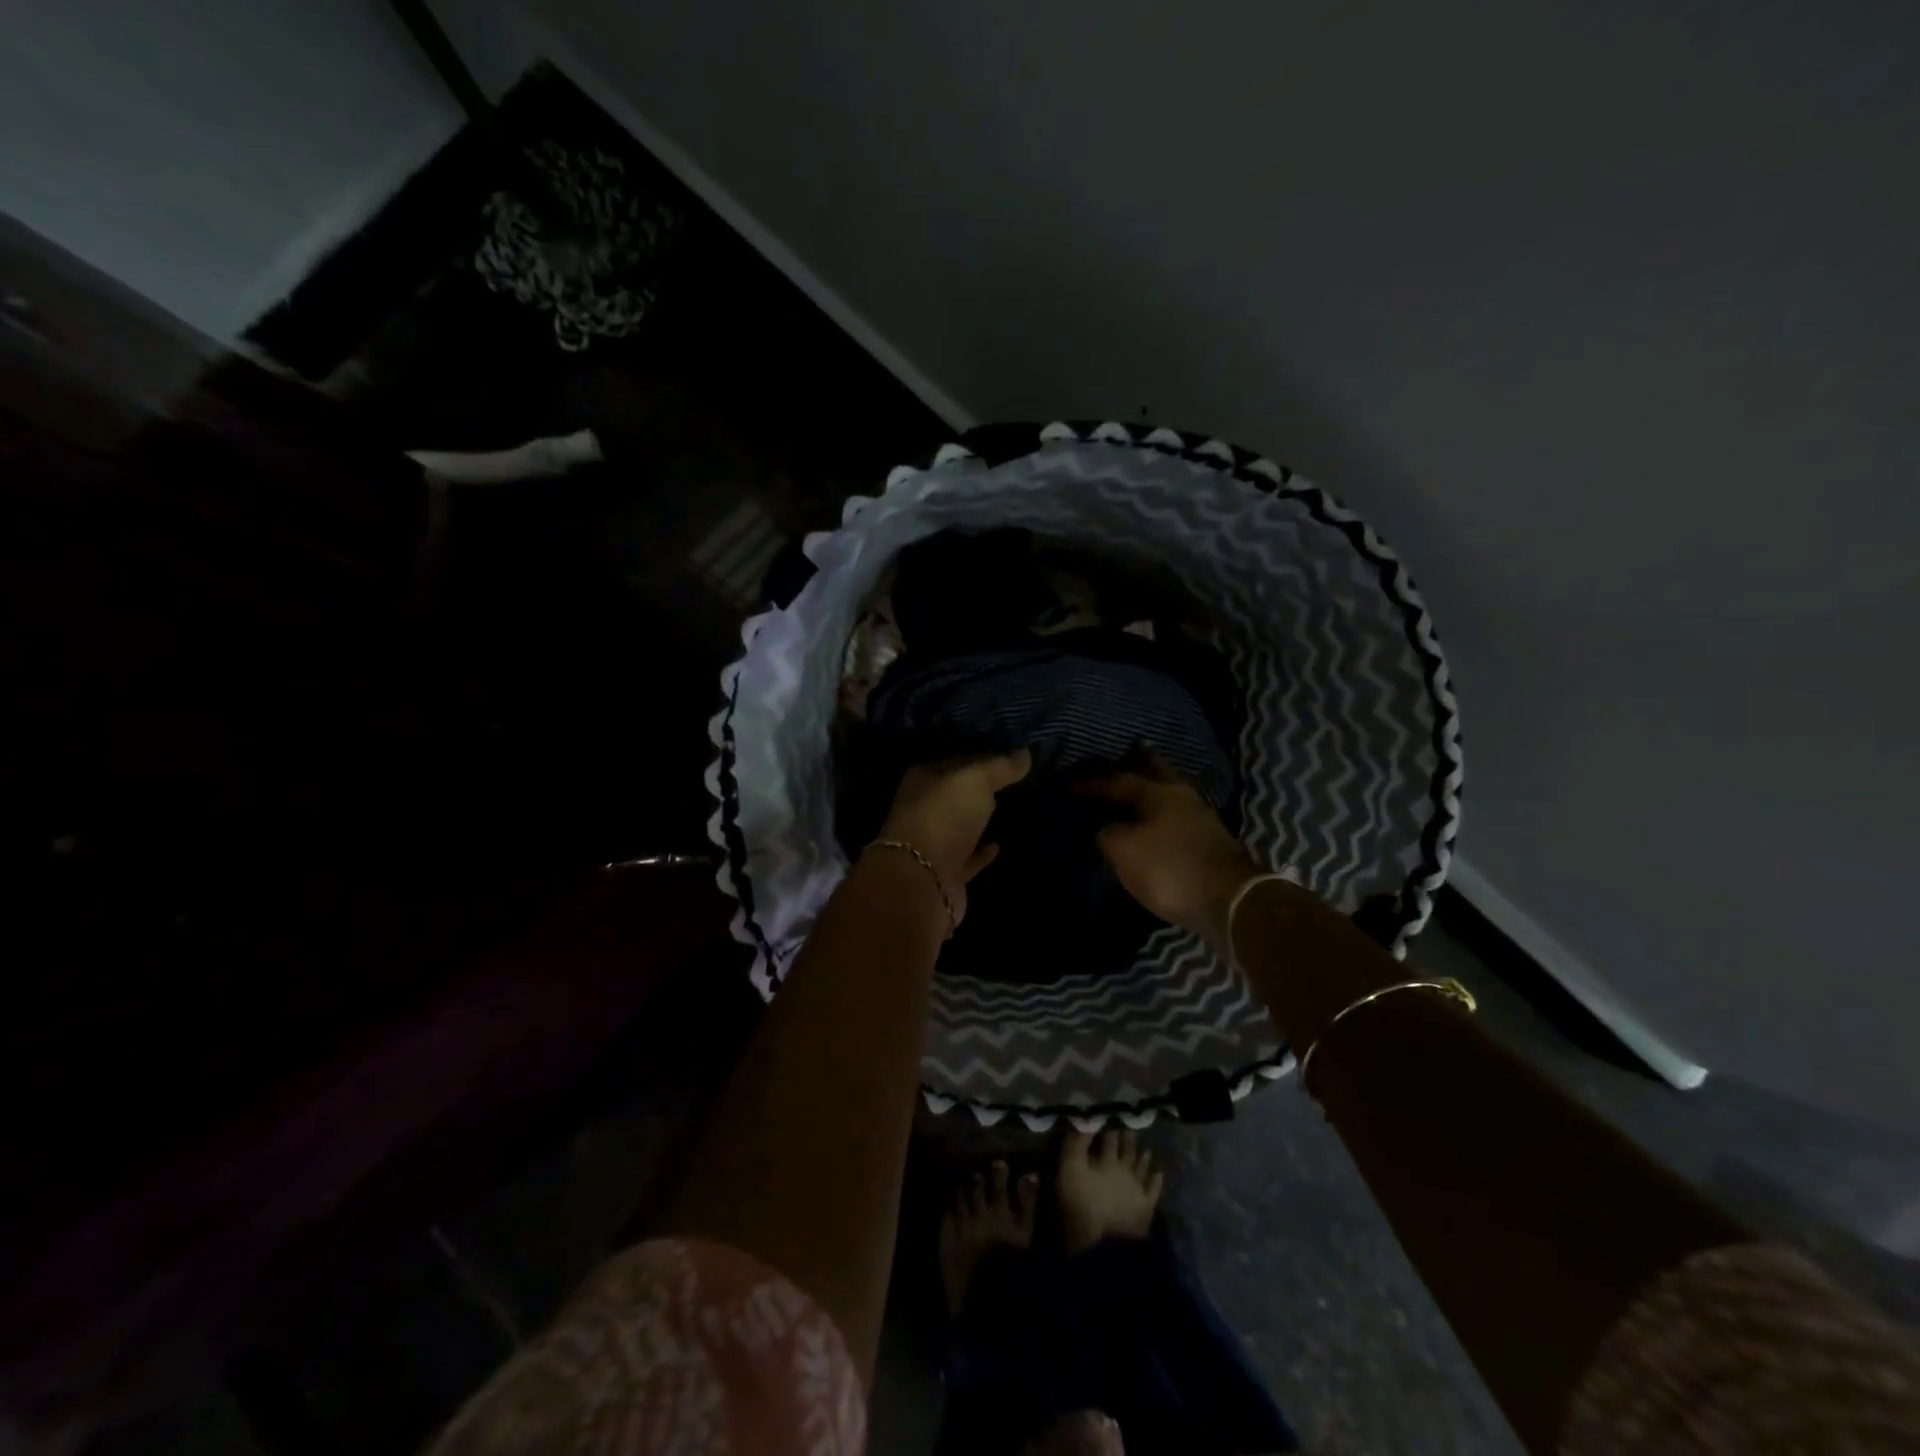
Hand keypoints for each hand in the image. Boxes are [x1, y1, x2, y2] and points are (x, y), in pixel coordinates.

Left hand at [871, 748, 1031, 925]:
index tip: (1011, 755)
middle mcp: (923, 808)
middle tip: (1014, 780)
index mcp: (923, 779)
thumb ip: (1001, 767)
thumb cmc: (943, 816)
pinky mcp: (945, 873)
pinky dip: (981, 852)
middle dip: (980, 789)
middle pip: (957, 794)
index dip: (982, 756)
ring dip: (979, 819)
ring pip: (960, 825)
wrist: (922, 880)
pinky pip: (967, 857)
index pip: (957, 761)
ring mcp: (932, 842)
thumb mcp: (976, 780)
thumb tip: (1026, 753)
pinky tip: (999, 845)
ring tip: (1010, 808)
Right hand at [1075, 764, 1258, 943]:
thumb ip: (1108, 834)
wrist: (1230, 902)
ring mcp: (1201, 819)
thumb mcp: (1124, 851)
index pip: (1118, 780)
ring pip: (1170, 795)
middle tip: (1130, 750)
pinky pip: (1177, 818)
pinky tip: (1156, 822)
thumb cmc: (1170, 868)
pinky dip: (1162, 815)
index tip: (1067, 784)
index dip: (1091, 783)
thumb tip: (1107, 829)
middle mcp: (1182, 797)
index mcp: (1159, 792)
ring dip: (1153, 790)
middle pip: (1157, 773)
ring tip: (1137, 789)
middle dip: (1142, 762)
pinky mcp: (1210, 843)